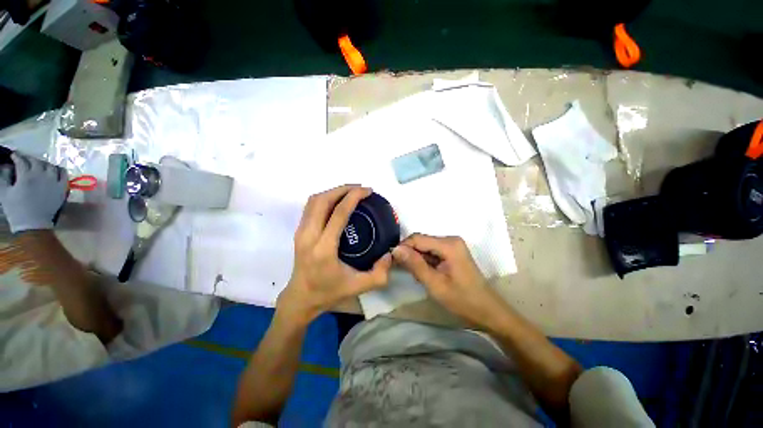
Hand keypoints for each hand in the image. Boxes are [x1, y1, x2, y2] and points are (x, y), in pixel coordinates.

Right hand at [0, 153, 67, 233]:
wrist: (33, 225)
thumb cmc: (16, 210)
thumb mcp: (4, 192)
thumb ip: (3, 176)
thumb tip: (5, 166)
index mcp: (26, 176)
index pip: (21, 160)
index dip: (17, 156)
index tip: (14, 155)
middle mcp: (41, 175)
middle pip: (36, 161)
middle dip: (28, 159)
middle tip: (24, 160)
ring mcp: (54, 181)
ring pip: (50, 165)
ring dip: (43, 163)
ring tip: (37, 166)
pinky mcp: (62, 188)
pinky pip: (64, 174)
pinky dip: (58, 169)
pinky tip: (53, 171)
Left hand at [277, 185, 391, 324]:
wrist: (301, 298)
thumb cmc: (329, 292)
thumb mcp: (359, 287)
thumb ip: (380, 274)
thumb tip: (390, 253)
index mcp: (324, 248)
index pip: (339, 213)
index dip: (354, 197)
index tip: (367, 191)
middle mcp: (309, 236)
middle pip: (323, 200)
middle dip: (343, 189)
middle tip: (360, 189)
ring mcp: (301, 232)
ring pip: (314, 201)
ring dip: (333, 191)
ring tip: (350, 192)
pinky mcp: (299, 231)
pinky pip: (310, 207)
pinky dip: (325, 198)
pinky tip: (337, 201)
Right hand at [392, 233, 505, 328]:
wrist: (488, 312)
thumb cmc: (462, 300)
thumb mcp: (435, 284)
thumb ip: (415, 265)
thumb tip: (395, 249)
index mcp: (448, 244)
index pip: (417, 238)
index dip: (403, 248)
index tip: (393, 262)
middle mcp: (450, 240)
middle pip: (421, 241)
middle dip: (410, 254)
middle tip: (404, 272)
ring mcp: (452, 246)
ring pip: (425, 247)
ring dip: (417, 259)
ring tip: (416, 276)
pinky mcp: (452, 252)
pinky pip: (432, 252)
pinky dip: (425, 262)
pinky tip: (425, 274)